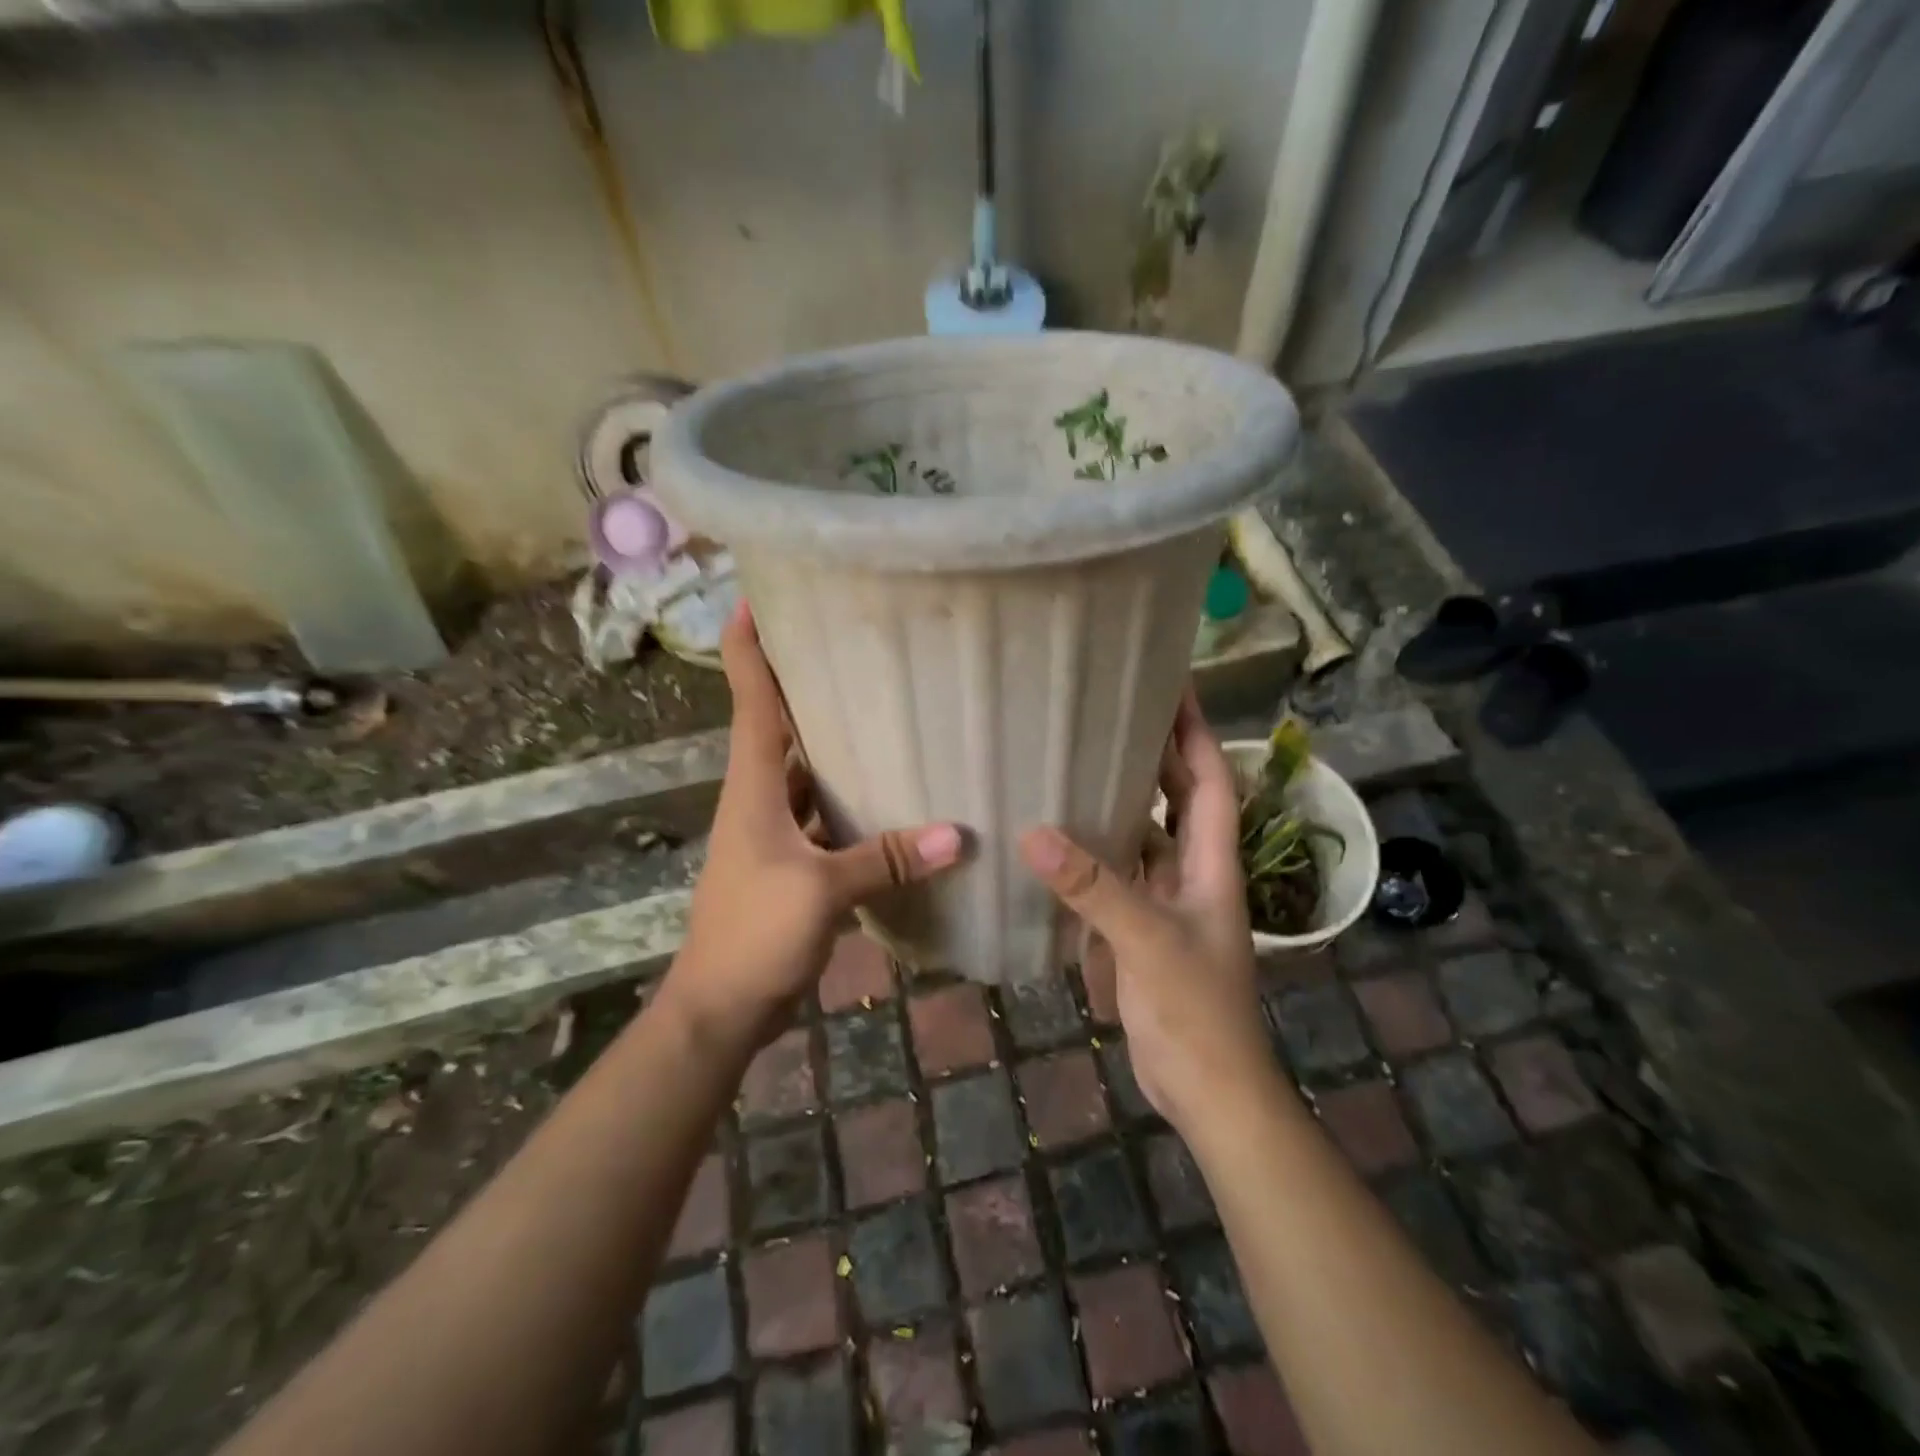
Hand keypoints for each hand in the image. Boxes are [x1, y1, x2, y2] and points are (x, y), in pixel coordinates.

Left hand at [660, 604, 962, 1059]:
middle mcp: (760, 798)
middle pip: (779, 727)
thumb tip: (960, 835)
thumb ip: (887, 859)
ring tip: (883, 710)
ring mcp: (774, 832)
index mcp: (753, 786)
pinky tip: (890, 796)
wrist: (721, 1006)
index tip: (753, 599)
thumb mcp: (823, 891)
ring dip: (833, 746)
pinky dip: (850, 802)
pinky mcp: (791, 864)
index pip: (749, 701)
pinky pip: (823, 816)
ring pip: (806, 773)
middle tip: (849, 645)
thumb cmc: (754, 933)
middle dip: (804, 685)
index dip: (746, 648)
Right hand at [1018, 692, 1279, 1132]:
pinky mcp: (1141, 930)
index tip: (1172, 686)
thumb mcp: (1147, 941)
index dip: (1195, 732)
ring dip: (1120, 803)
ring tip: (1078, 764)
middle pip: (1177, 800)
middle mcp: (1192, 874)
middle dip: (1155, 755)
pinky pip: (1118, 876)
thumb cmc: (1195, 1011)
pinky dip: (1095, 854)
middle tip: (1111, 712)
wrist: (1208, 1090)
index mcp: (1210, 864)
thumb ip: (1094, 888)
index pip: (1210, 780)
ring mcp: (1166, 903)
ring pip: (1144, 837)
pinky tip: (1059, 840)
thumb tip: (1033, 834)